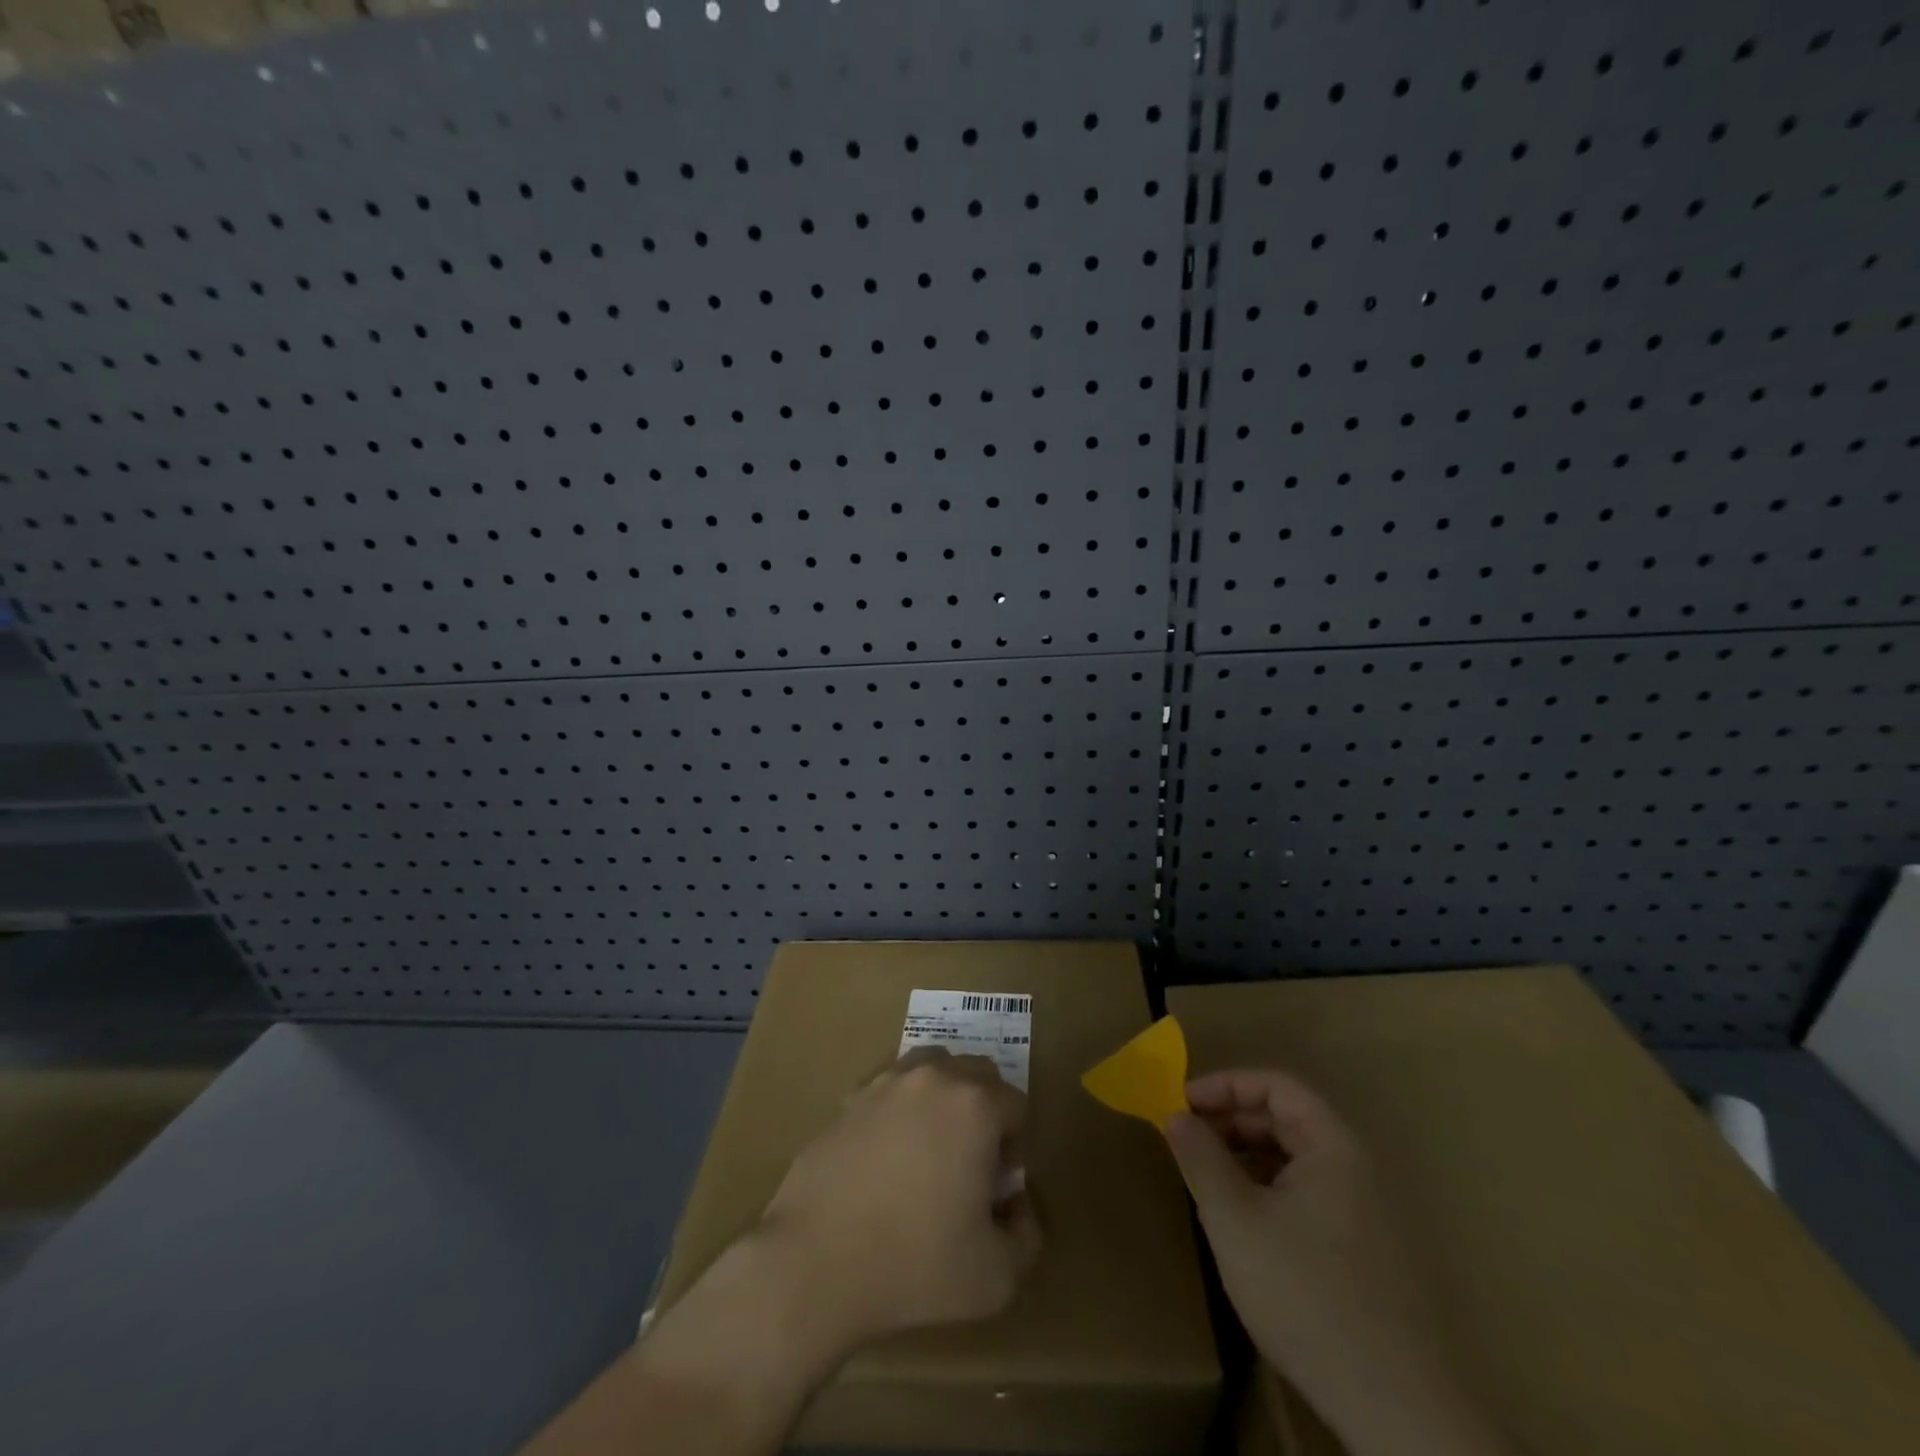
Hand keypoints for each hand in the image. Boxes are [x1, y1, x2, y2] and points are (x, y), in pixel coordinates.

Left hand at [759, 1047, 1042, 1353]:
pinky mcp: (849, 1100)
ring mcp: (885, 1084)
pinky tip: (887, 1162)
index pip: (1016, 1103)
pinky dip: (901, 1113)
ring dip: (943, 1100)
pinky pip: (891, 1092)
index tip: (996, 1187)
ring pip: (931, 1071)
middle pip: (976, 1073)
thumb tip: (1017, 1204)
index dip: (1015, 1146)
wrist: (814, 1262)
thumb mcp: (997, 1276)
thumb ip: (1027, 1235)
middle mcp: (932, 1078)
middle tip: (970, 1165)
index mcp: (974, 1104)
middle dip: (985, 1111)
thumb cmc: (914, 1266)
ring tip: (930, 1154)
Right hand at [1166, 1069, 1508, 1455]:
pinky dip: (1266, 1189)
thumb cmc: (1306, 1293)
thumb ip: (1201, 1158)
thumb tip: (1175, 1115)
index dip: (1226, 1084)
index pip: (1277, 1086)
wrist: (1394, 1408)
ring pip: (1293, 1159)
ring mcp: (1361, 1212)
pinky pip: (1305, 1195)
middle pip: (1285, 1119)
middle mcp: (1352, 1169)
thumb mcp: (1234, 1219)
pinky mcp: (1360, 1253)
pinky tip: (1241, 1220)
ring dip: (1245, 1155)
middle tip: (1185, 1137)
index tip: (1182, 1102)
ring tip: (1206, 1176)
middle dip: (1230, 1119)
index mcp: (1332, 1147)